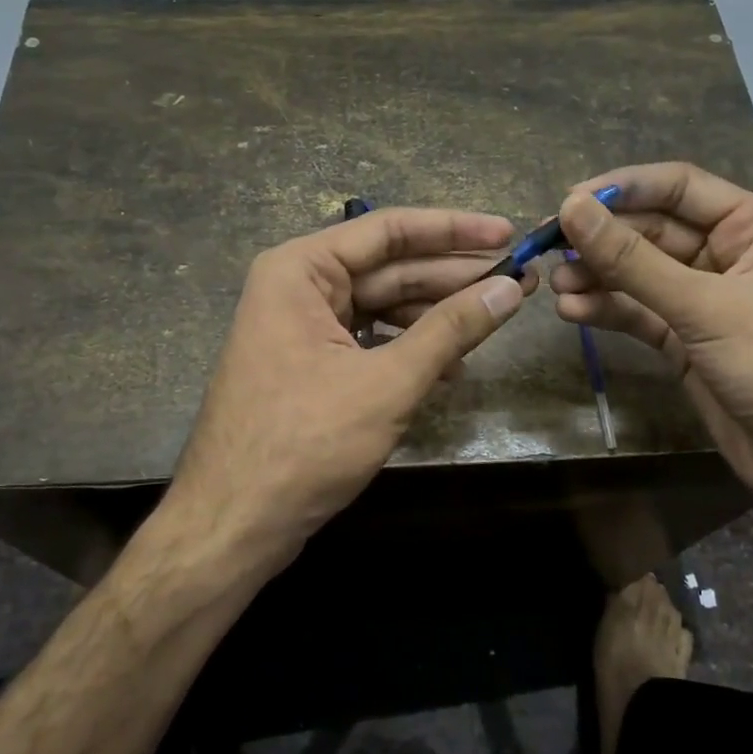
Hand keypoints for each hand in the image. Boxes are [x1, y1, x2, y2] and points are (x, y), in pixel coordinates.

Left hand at [167, 208, 530, 556]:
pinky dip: (409, 349)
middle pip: (389, 267)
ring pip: (382, 306)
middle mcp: (298, 286)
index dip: (454, 229)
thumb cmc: (305, 444)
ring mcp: (302, 327)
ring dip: (436, 317)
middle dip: (453, 277)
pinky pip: (369, 340)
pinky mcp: (310, 364)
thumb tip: (510, 289)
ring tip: (493, 322)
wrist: (234, 524)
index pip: (389, 230)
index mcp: (301, 270)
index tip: (507, 232)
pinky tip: (452, 367)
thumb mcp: (388, 383)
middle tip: (518, 280)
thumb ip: (451, 330)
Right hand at [550, 162, 752, 499]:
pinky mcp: (683, 338)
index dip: (623, 189)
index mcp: (752, 227)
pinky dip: (606, 310)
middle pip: (650, 230)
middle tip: (548, 247)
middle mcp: (726, 254)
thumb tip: (571, 209)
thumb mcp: (704, 306)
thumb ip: (632, 260)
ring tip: (556, 286)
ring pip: (638, 273)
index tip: (570, 200)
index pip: (678, 187)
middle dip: (602, 239)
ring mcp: (702, 298)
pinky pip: (637, 312)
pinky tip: (571, 311)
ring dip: (597, 276)